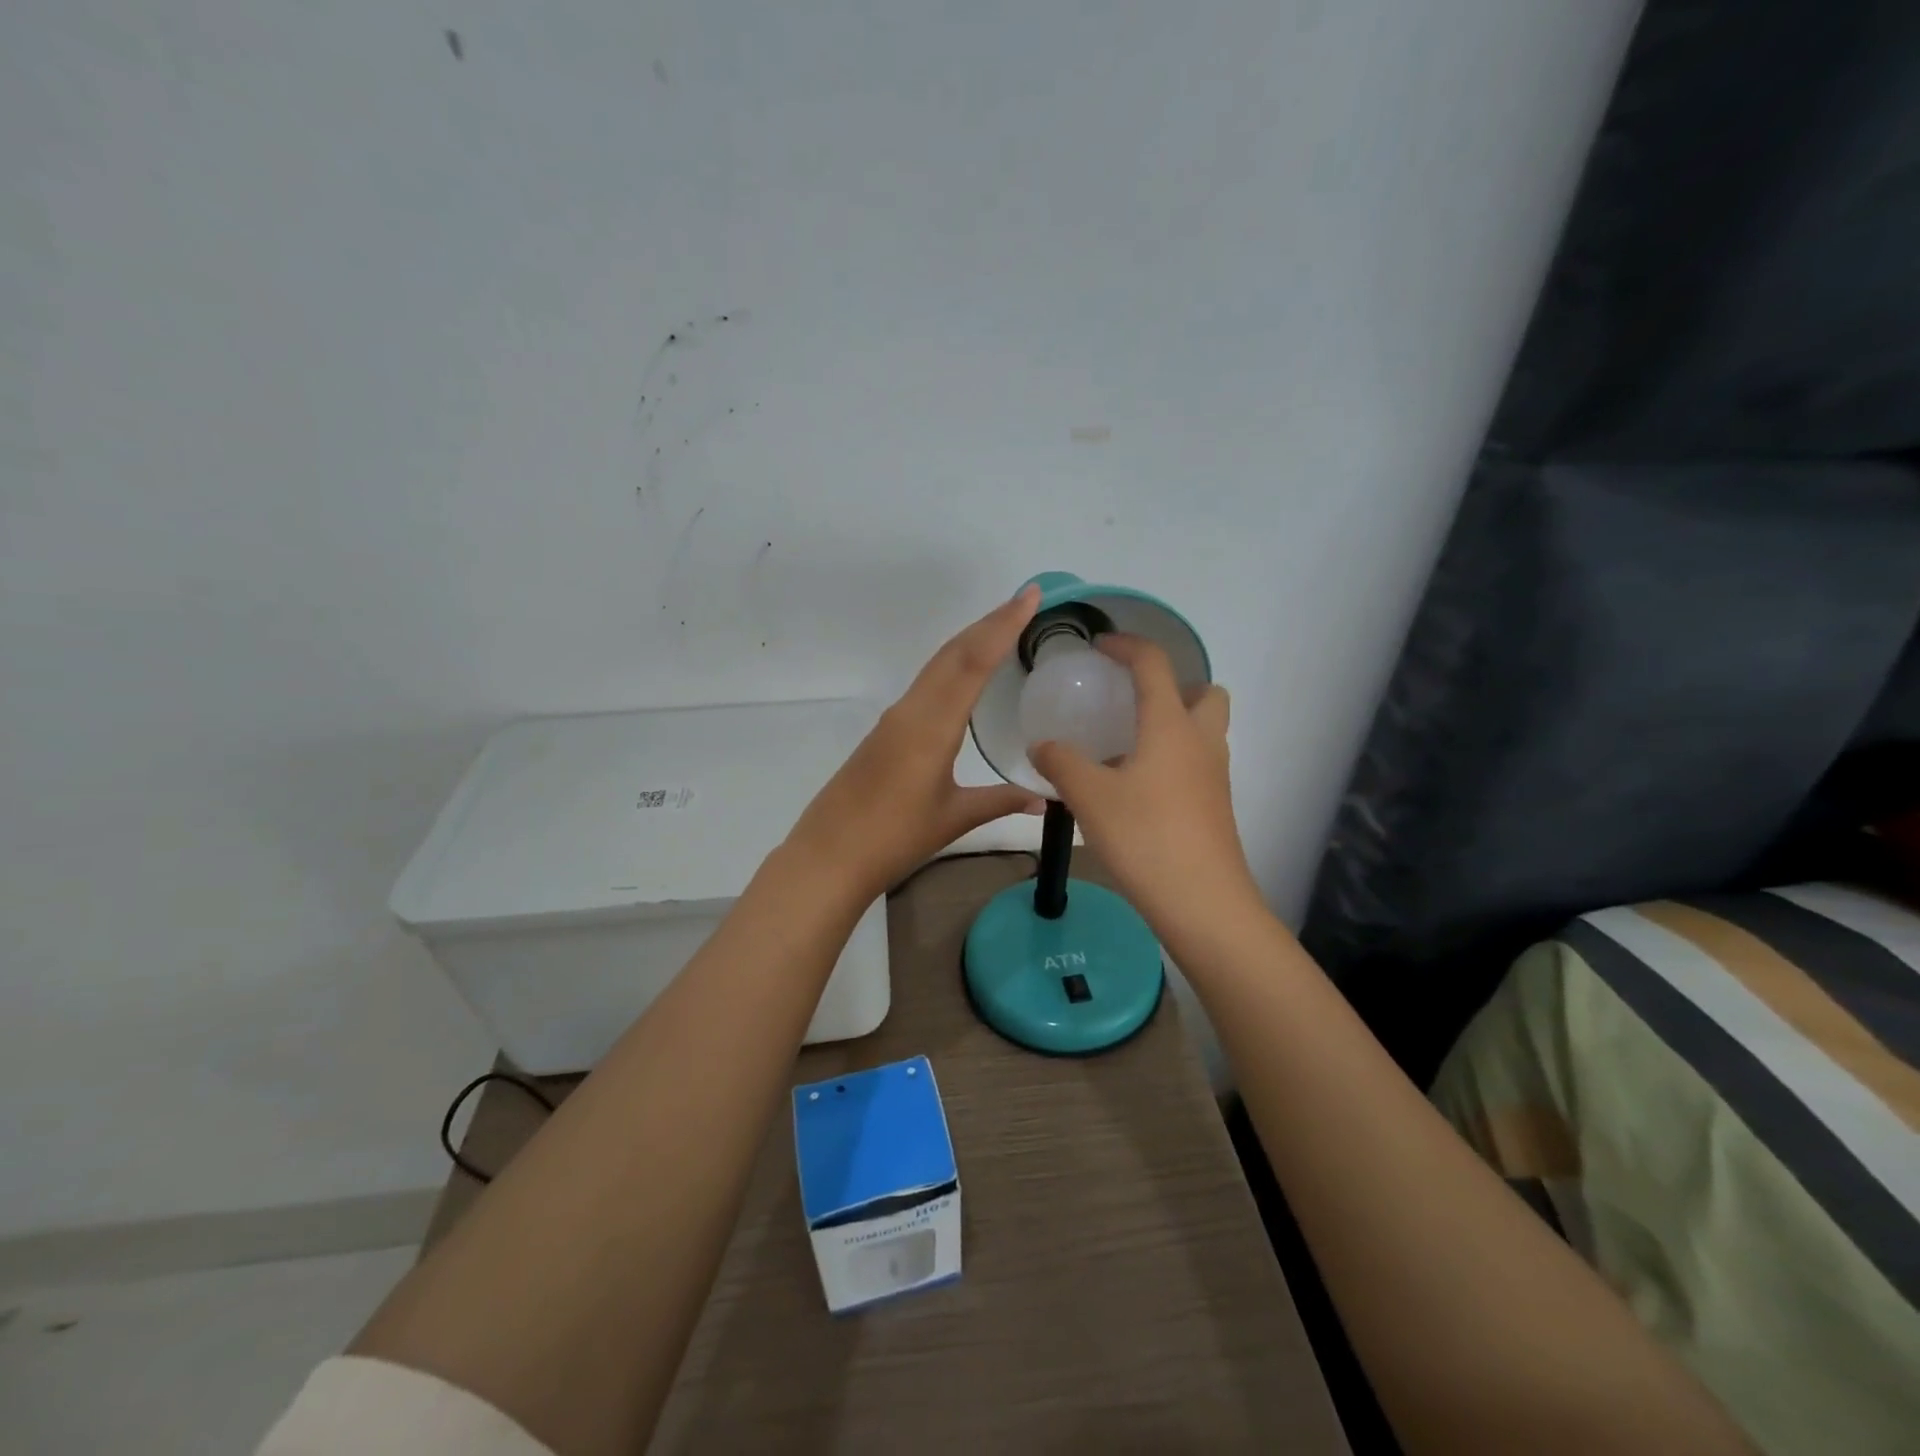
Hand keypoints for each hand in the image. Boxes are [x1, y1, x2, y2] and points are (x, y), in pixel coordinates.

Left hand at [786, 586, 1044, 900]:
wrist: (829, 856)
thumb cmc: (894, 838)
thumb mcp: (953, 818)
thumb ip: (1001, 801)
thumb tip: (1048, 798)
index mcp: (932, 725)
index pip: (973, 662)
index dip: (1002, 626)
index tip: (1029, 596)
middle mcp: (911, 710)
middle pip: (953, 653)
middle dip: (989, 622)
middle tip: (1025, 600)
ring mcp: (894, 718)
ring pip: (936, 665)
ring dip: (969, 640)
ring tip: (1002, 626)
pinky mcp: (884, 731)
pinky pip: (925, 684)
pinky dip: (952, 665)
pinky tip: (965, 673)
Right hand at [1030, 636, 1259, 935]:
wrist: (1203, 903)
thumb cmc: (1145, 838)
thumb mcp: (1089, 796)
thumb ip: (1061, 763)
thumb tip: (1042, 745)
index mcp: (1171, 725)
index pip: (1154, 664)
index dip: (1127, 645)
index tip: (1100, 646)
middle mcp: (1201, 741)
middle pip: (1205, 692)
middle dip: (1173, 685)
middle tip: (1132, 703)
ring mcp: (1214, 776)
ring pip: (1204, 730)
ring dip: (1173, 723)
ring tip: (1126, 746)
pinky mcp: (1215, 807)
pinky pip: (1197, 763)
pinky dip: (1172, 759)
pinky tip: (1136, 787)